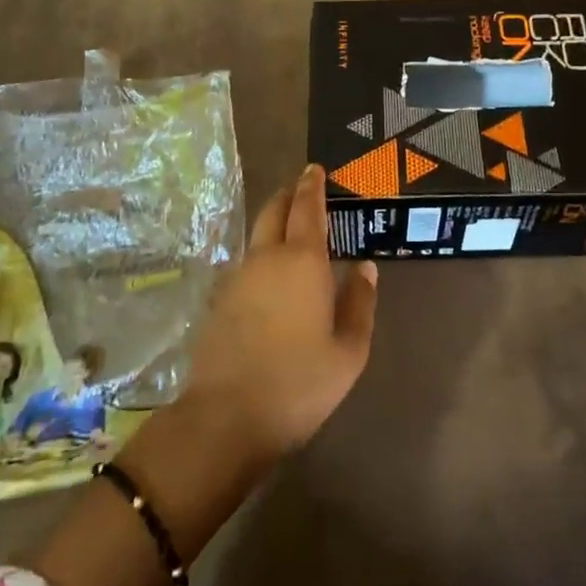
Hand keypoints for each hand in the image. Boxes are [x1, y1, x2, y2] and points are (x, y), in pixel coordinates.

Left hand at [184, 165, 377, 462]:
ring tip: (291, 232)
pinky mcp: (220, 301)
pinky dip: (261, 255)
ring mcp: (237, 278)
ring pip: (256, 236)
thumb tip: (366, 267)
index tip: (314, 169)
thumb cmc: (299, 383)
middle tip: (301, 190)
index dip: (311, 185)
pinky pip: (246, 263)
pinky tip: (270, 277)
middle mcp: (266, 258)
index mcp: (302, 261)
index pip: (307, 208)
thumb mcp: (349, 351)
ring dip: (272, 224)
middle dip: (287, 196)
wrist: (226, 417)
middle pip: (273, 211)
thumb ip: (360, 303)